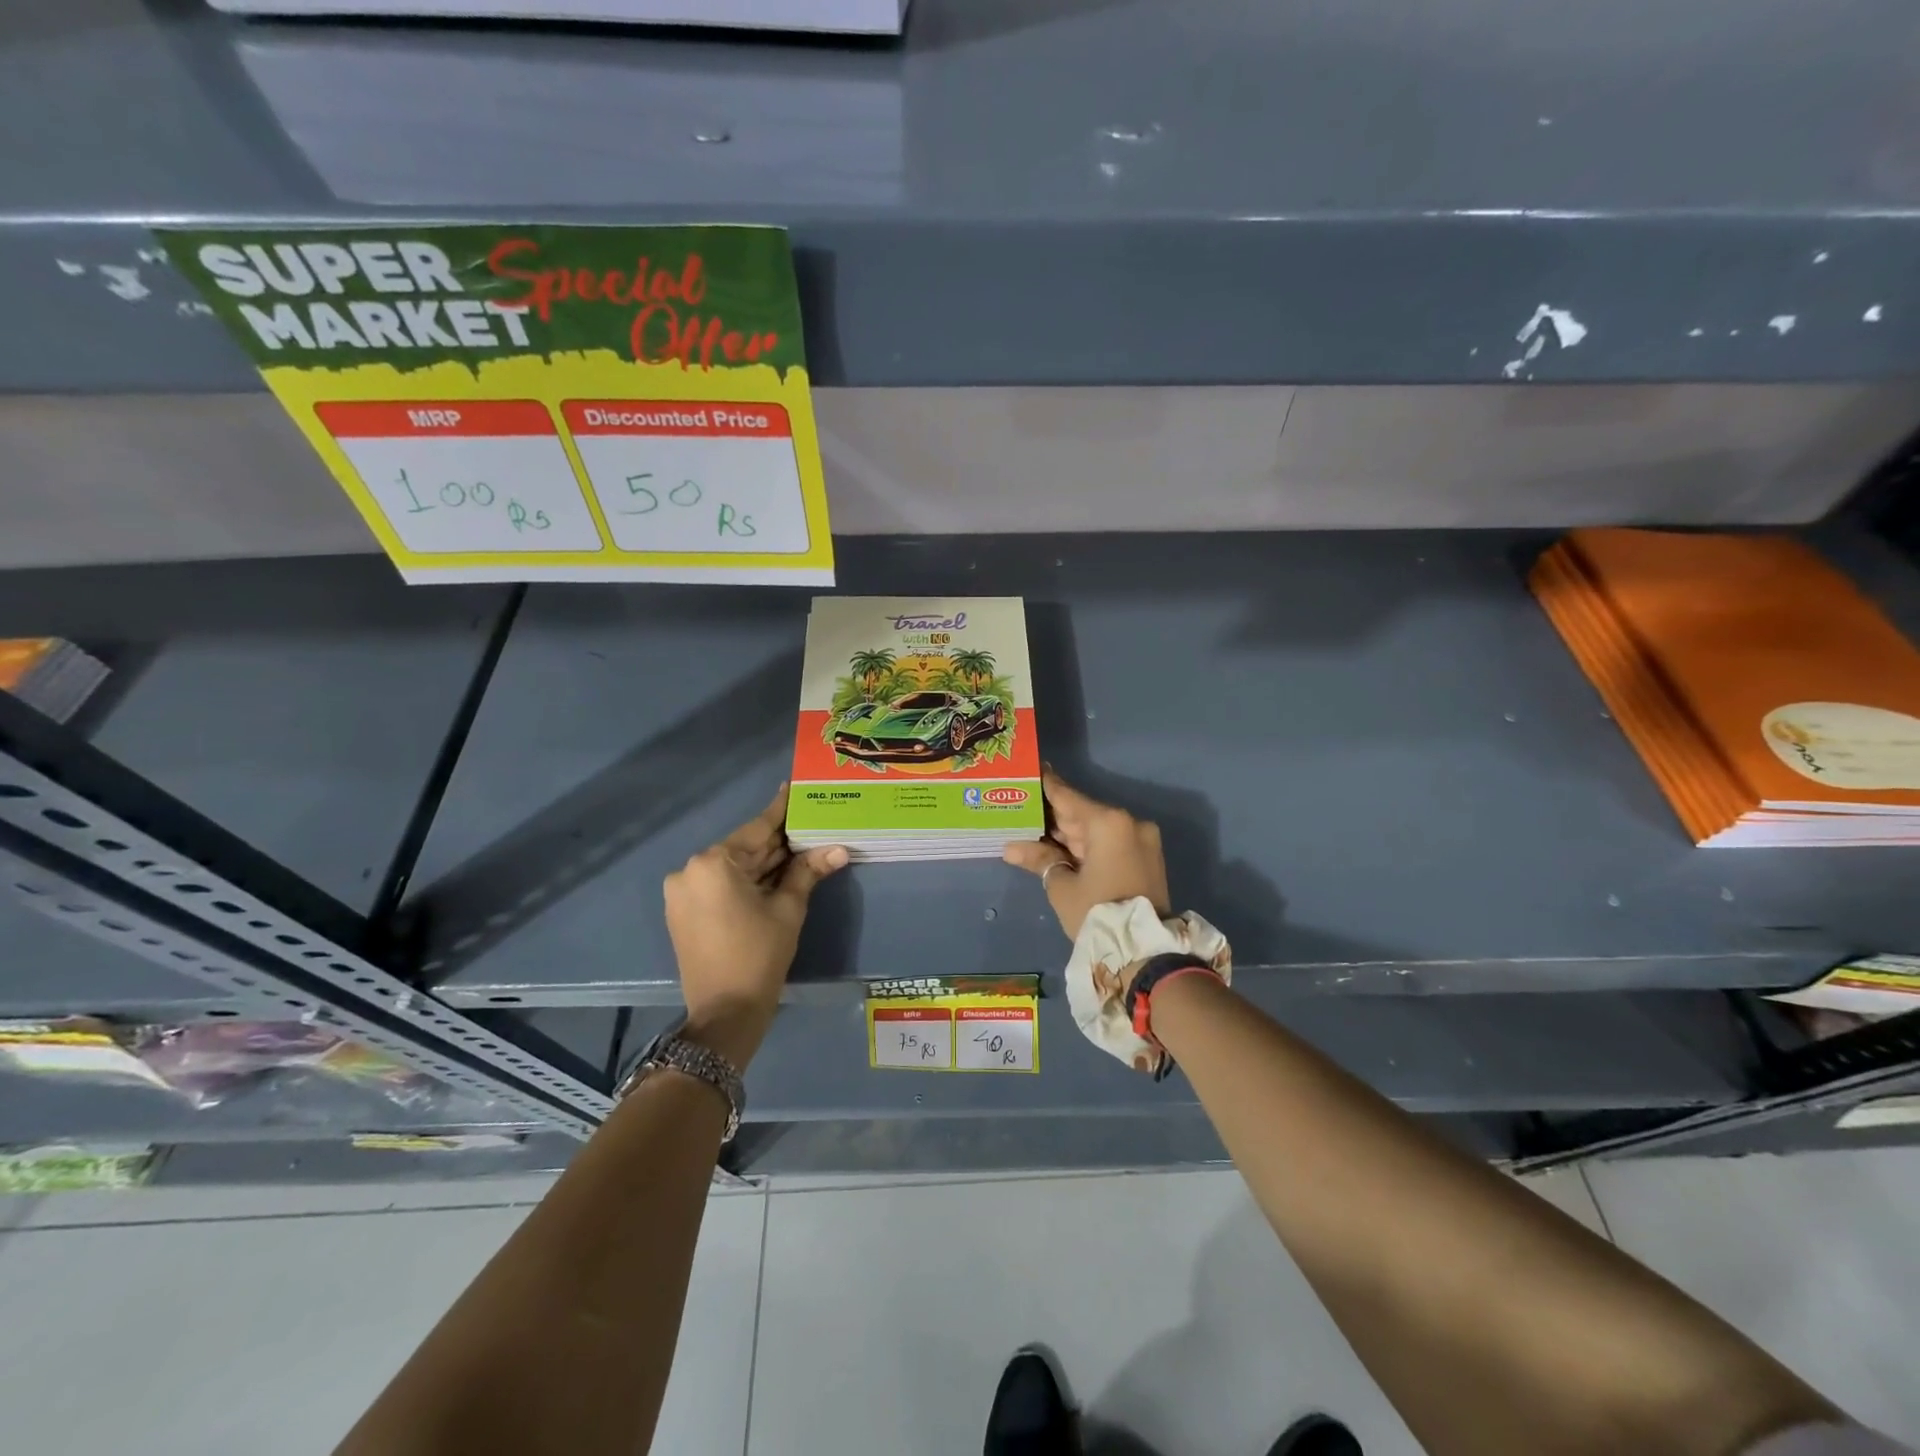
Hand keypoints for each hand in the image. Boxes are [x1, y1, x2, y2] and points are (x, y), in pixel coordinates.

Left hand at [663, 784, 847, 1066]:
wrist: (724, 1013)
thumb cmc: (759, 955)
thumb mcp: (788, 909)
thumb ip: (808, 872)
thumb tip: (839, 849)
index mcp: (713, 863)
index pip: (757, 829)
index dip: (781, 811)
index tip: (794, 788)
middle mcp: (690, 870)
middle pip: (744, 848)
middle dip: (777, 842)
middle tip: (810, 823)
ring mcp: (683, 892)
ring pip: (733, 868)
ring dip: (764, 863)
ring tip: (800, 847)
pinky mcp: (683, 911)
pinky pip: (720, 885)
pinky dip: (747, 880)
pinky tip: (776, 874)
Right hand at [1003, 768, 1169, 938]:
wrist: (1145, 953)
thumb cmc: (1098, 912)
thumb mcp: (1062, 886)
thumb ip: (1039, 858)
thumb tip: (1011, 847)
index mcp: (1109, 823)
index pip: (1068, 797)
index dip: (1045, 785)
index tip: (1029, 768)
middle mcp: (1129, 823)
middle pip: (1082, 813)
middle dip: (1052, 815)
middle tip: (1021, 805)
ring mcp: (1141, 840)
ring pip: (1095, 829)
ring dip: (1067, 832)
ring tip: (1033, 827)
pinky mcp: (1145, 857)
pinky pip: (1109, 842)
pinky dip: (1085, 844)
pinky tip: (1058, 846)